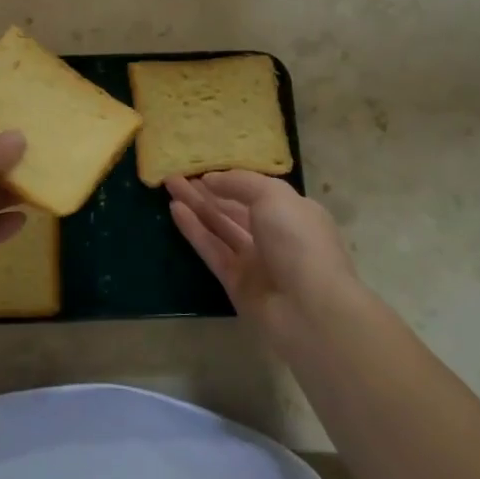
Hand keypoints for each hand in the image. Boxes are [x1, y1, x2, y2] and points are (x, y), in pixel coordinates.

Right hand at [167, 171, 360, 347]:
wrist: (310, 309)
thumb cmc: (298, 242)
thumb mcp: (273, 196)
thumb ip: (240, 183)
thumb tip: (211, 180)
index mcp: (293, 212)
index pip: (257, 191)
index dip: (230, 180)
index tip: (203, 169)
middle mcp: (275, 235)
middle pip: (234, 208)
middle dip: (207, 191)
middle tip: (176, 175)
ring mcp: (255, 261)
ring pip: (220, 227)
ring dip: (196, 206)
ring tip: (170, 185)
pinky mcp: (236, 283)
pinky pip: (212, 250)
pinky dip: (194, 230)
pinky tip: (175, 210)